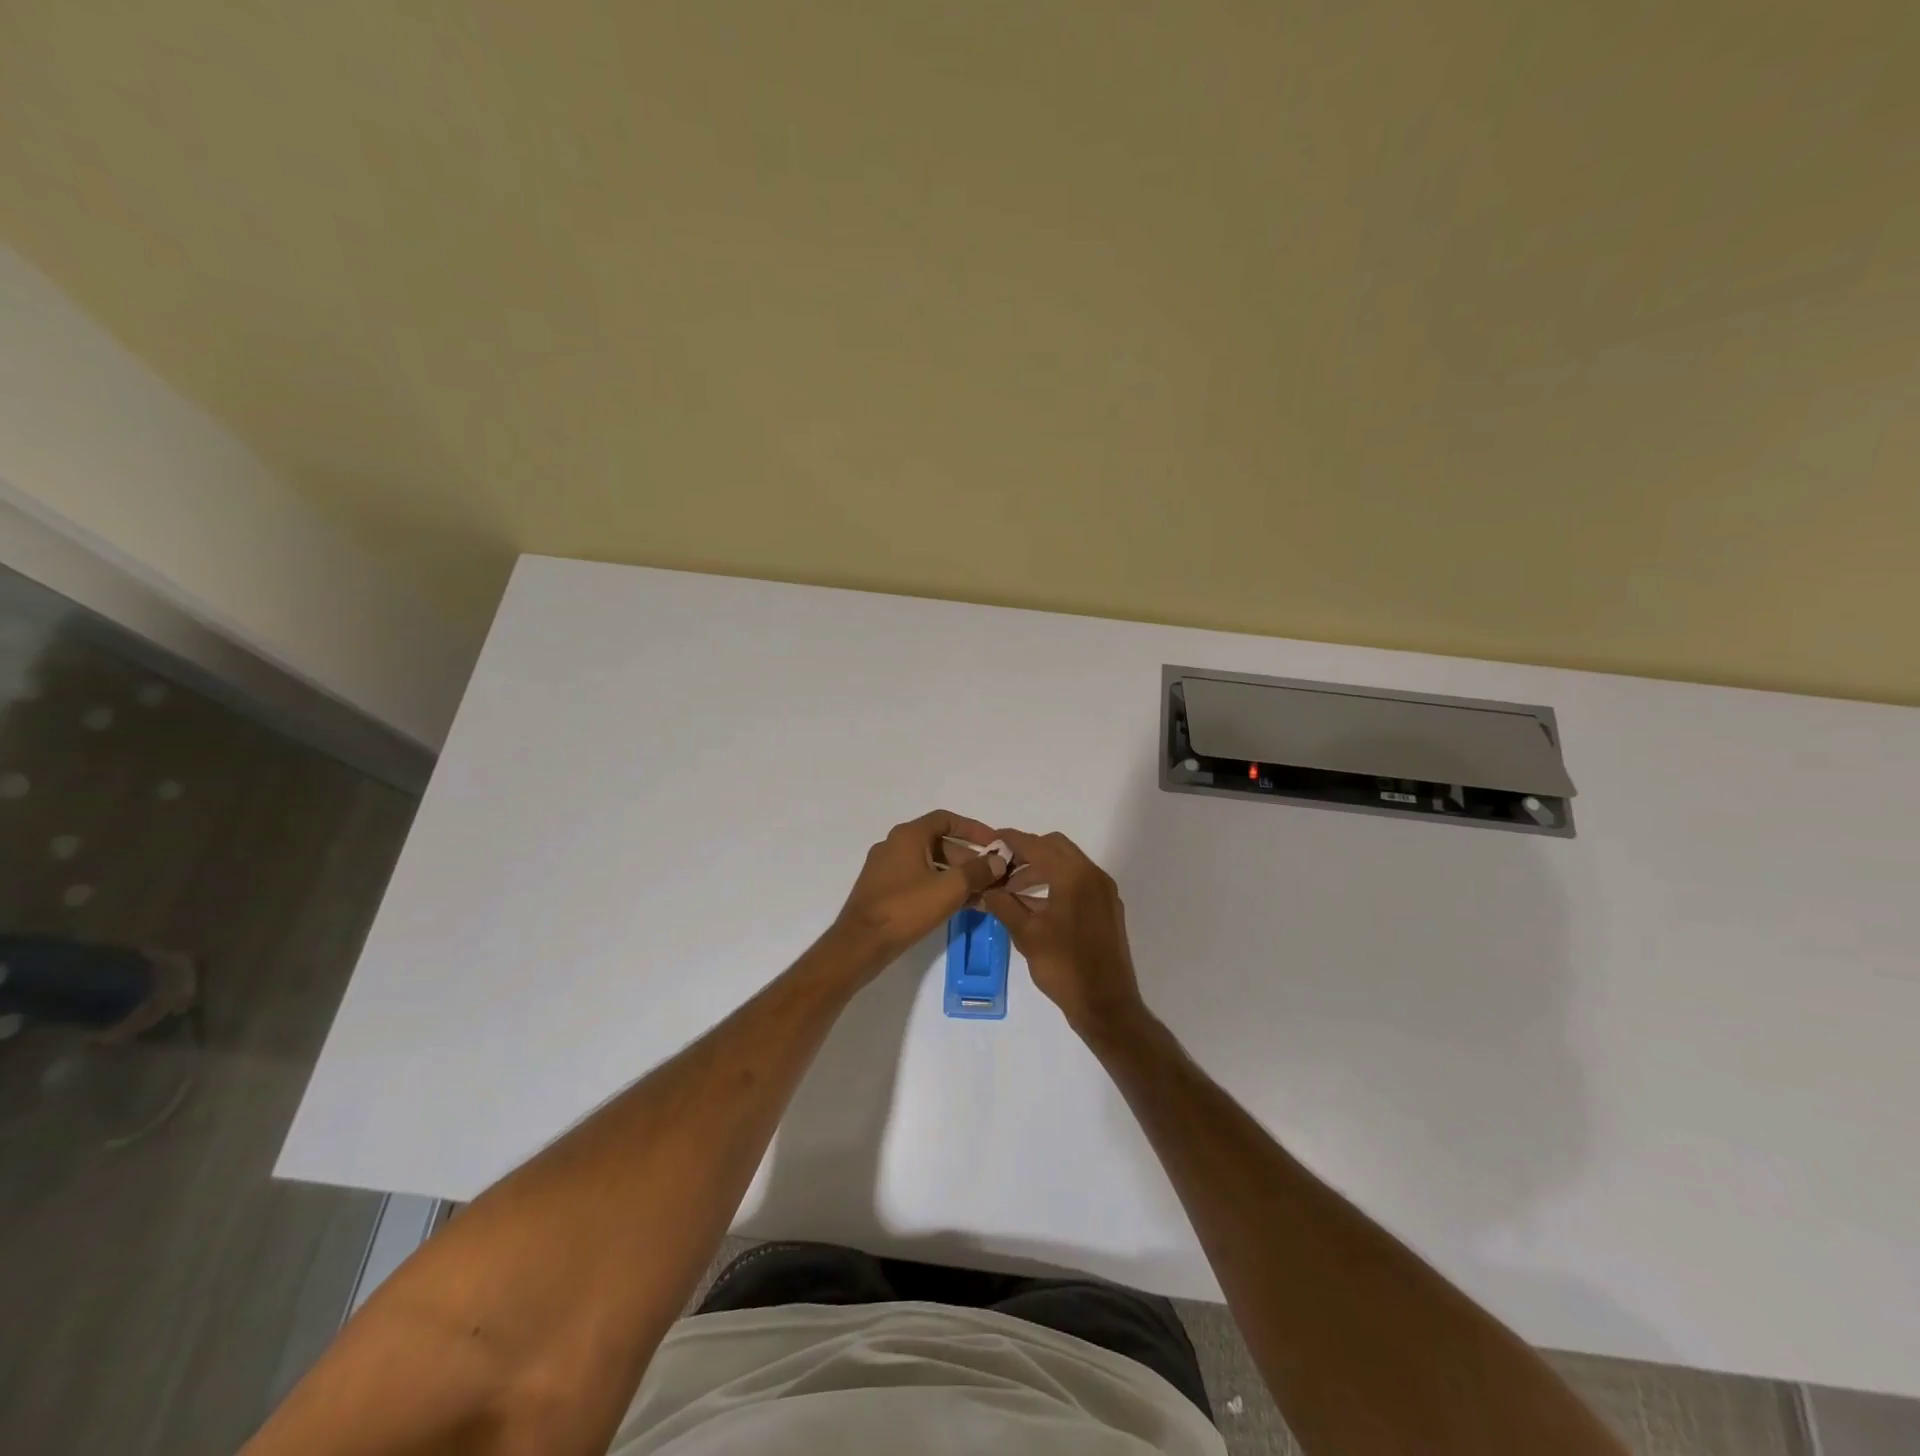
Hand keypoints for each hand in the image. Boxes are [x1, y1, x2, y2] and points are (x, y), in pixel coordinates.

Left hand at [831, 810, 1009, 971]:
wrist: (861, 944)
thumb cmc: (905, 908)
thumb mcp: (949, 889)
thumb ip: (977, 872)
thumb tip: (998, 861)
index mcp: (908, 835)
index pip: (946, 820)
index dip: (974, 829)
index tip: (995, 844)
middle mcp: (895, 845)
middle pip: (939, 843)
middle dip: (968, 858)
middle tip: (992, 876)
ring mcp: (886, 869)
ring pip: (930, 864)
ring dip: (957, 876)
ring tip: (982, 895)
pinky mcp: (884, 890)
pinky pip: (918, 880)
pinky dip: (940, 887)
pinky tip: (960, 905)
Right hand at [981, 829, 1148, 1040]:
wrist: (1106, 1005)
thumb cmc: (1064, 967)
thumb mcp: (1027, 935)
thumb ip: (1004, 905)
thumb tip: (986, 890)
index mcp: (1074, 876)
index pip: (1037, 845)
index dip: (1011, 840)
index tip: (991, 841)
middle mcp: (1093, 875)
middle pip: (1055, 847)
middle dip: (1027, 852)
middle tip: (1001, 867)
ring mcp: (1103, 891)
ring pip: (1067, 864)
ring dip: (1040, 868)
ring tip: (1011, 888)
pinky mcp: (1106, 907)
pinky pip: (1078, 881)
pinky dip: (1055, 882)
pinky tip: (1034, 903)